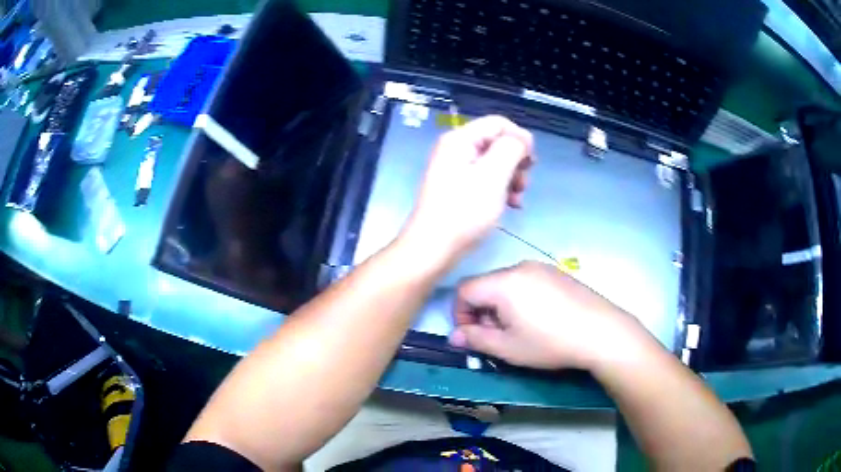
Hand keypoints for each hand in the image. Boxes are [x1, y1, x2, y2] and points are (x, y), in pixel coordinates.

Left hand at [401, 115, 533, 260]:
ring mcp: (457, 169)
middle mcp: (457, 149)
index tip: (532, 163)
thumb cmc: (464, 211)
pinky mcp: (459, 187)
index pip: (499, 123)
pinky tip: (511, 206)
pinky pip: (487, 179)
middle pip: (498, 142)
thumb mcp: (493, 175)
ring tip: (518, 200)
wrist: (433, 248)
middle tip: (523, 184)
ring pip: (496, 162)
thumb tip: (522, 138)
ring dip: (512, 178)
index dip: (520, 138)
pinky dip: (502, 189)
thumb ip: (511, 149)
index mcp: (460, 139)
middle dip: (517, 162)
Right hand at [449, 261, 652, 370]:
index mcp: (503, 282)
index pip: (465, 290)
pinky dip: (520, 298)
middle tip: (496, 336)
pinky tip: (539, 318)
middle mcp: (519, 266)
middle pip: (486, 284)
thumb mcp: (508, 347)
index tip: (472, 336)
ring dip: (501, 305)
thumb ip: (476, 339)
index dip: (460, 313)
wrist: (601, 331)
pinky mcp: (557, 272)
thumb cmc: (550, 342)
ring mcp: (541, 266)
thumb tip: (454, 336)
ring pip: (506, 283)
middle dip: (482, 310)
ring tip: (518, 329)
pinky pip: (527, 281)